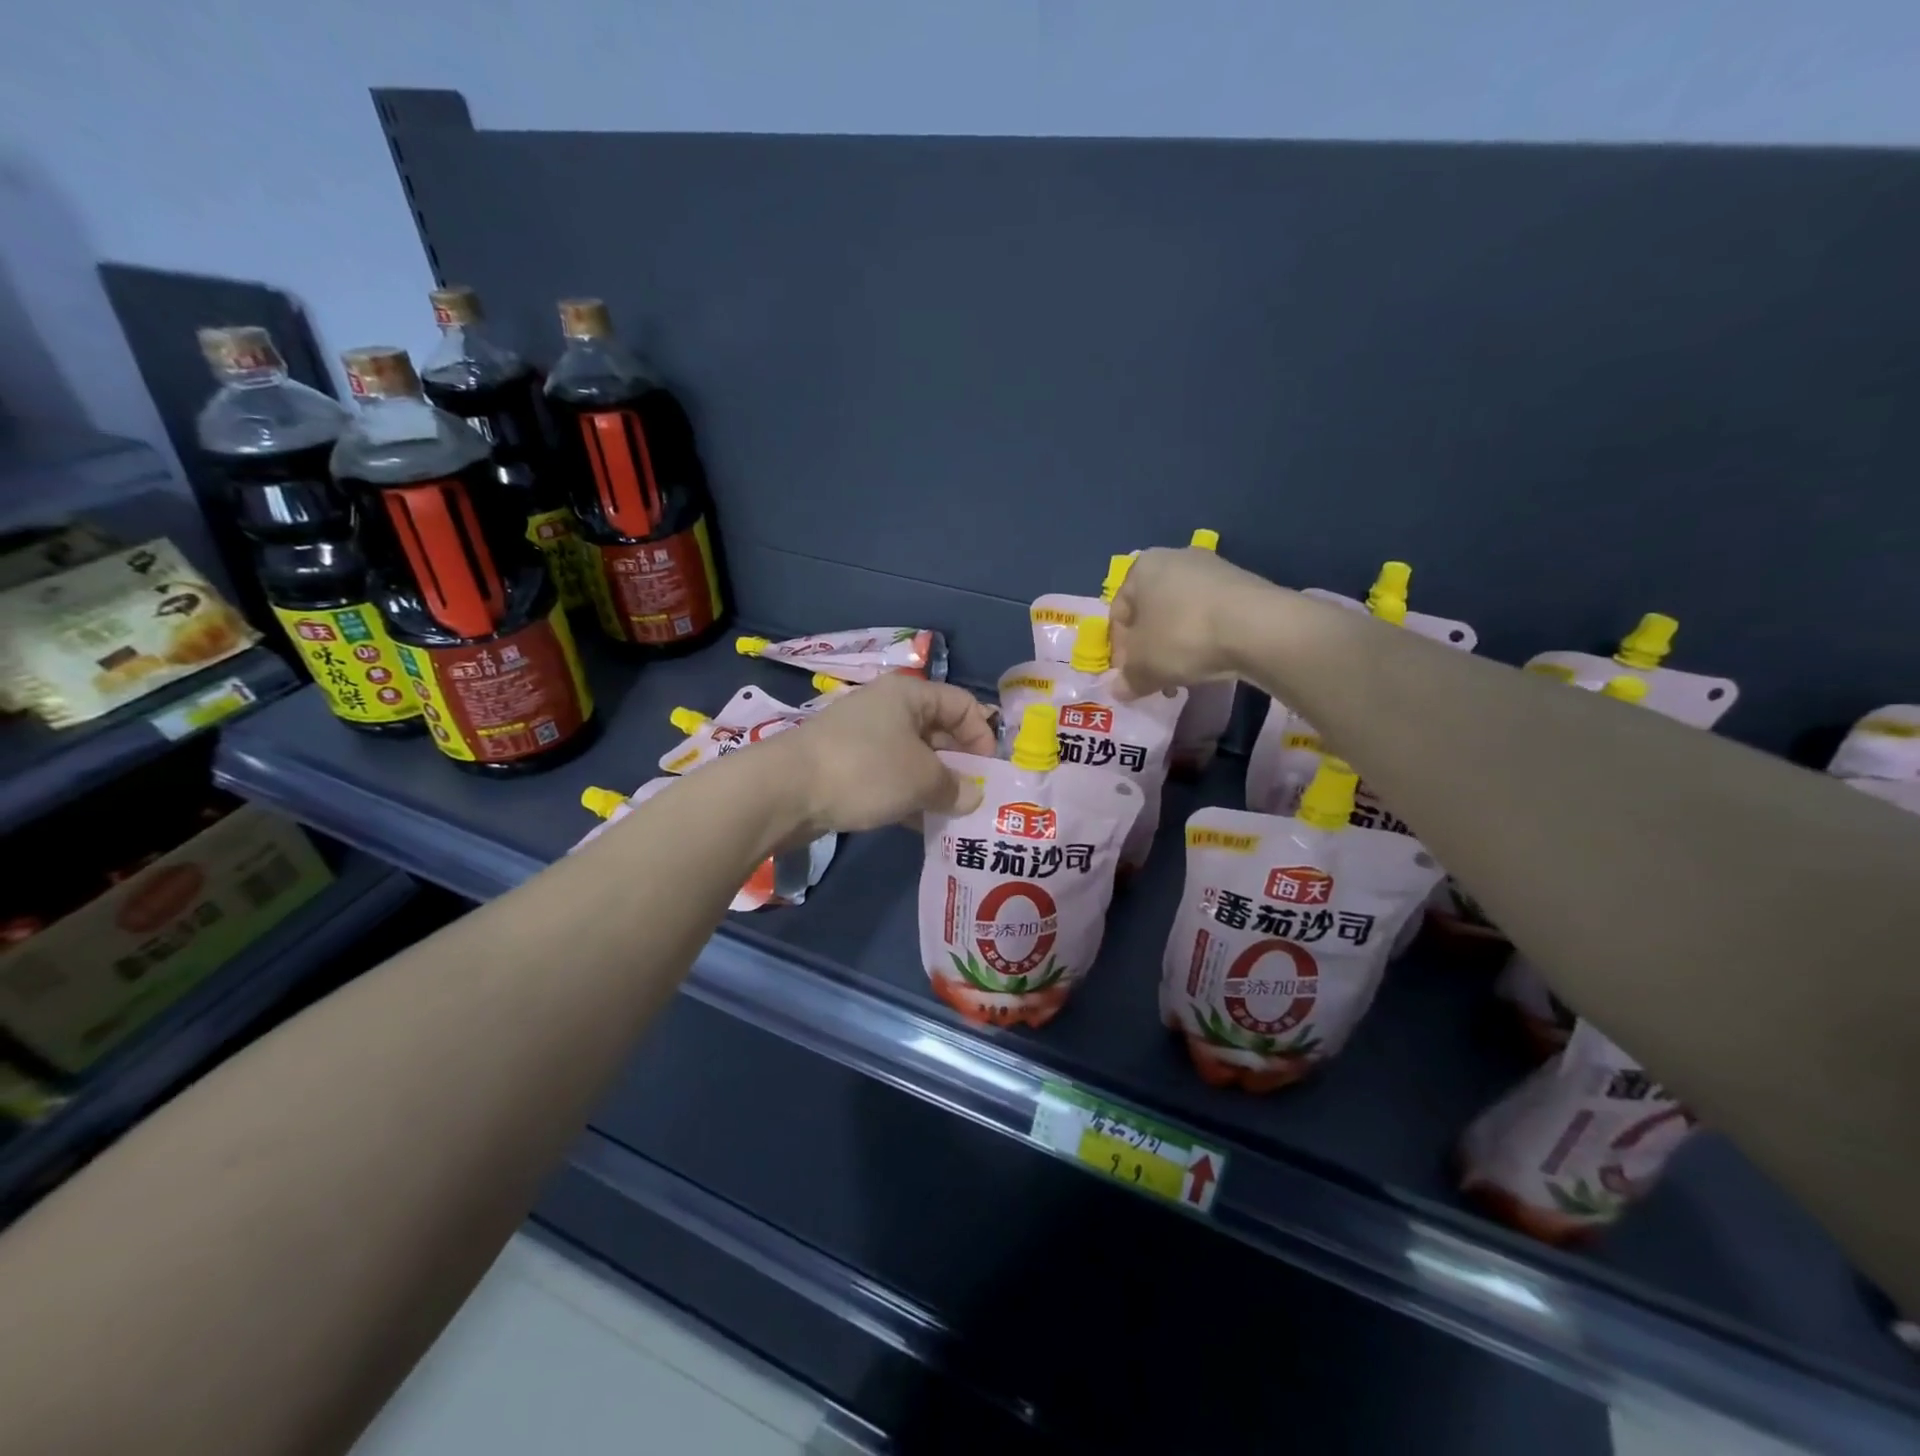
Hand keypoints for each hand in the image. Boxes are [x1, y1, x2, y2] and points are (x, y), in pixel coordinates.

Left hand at [766, 675, 996, 837]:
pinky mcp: (846, 766)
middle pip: (939, 732)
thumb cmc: (866, 771)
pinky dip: (908, 797)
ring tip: (952, 817)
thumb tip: (971, 797)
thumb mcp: (922, 779)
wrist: (785, 791)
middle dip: (960, 766)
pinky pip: (889, 777)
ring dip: (935, 786)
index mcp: (909, 695)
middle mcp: (887, 709)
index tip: (989, 774)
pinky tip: (921, 825)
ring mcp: (864, 738)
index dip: (983, 736)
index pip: (963, 705)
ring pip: (913, 759)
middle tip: (974, 800)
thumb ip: (955, 787)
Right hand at [1109, 546, 1273, 696]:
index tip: (1129, 675)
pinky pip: (1211, 615)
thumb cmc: (1182, 636)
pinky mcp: (1243, 584)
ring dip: (1176, 645)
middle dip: (1149, 647)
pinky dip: (1205, 638)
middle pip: (1152, 612)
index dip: (1119, 649)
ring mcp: (1213, 568)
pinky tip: (1210, 661)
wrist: (1257, 627)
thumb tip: (1119, 690)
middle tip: (1154, 677)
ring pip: (1181, 614)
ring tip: (1183, 674)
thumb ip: (1127, 679)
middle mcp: (1175, 558)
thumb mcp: (1143, 667)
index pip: (1118, 613)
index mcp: (1141, 568)